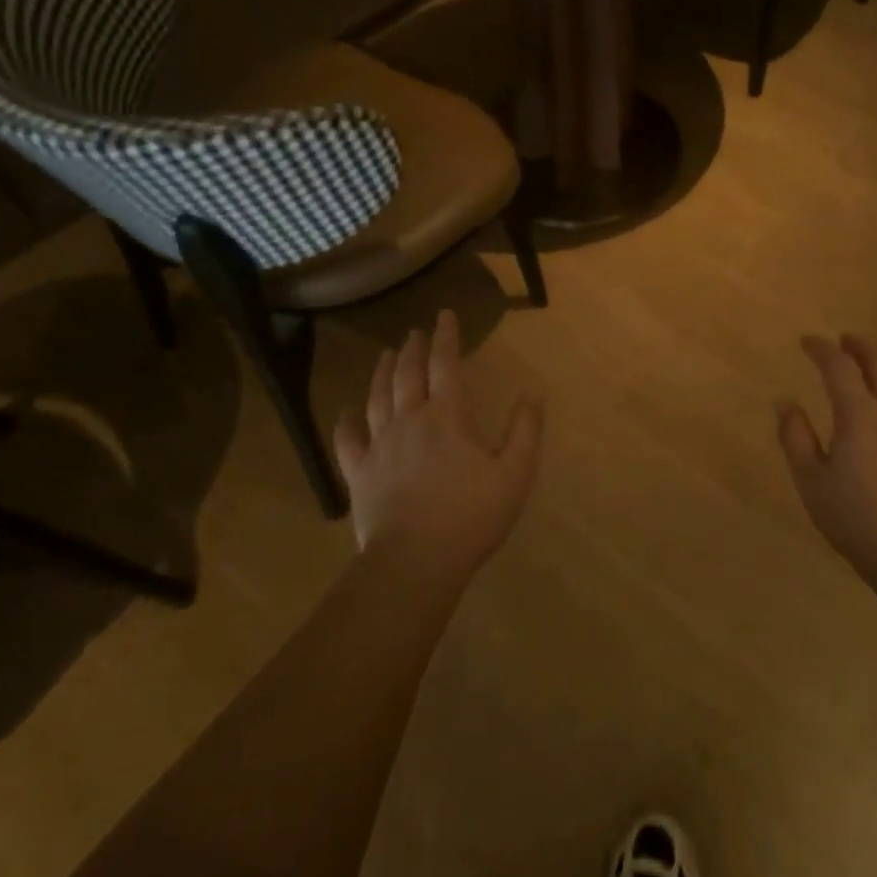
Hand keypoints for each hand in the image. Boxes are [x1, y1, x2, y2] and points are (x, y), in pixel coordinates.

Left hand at [333, 310, 543, 580]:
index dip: (446, 337)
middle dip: (413, 349)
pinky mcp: (360, 474)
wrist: (416, 561)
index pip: (445, 365)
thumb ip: (524, 429)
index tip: (444, 315)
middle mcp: (410, 421)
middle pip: (408, 375)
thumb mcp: (515, 473)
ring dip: (382, 372)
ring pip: (377, 398)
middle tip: (414, 332)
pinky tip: (345, 413)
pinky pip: (348, 441)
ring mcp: (380, 447)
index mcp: (448, 416)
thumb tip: (531, 393)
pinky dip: (346, 423)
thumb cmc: (471, 515)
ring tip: (385, 355)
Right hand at [777, 334, 876, 586]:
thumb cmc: (855, 518)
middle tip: (844, 340)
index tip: (806, 341)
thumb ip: (796, 437)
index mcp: (860, 414)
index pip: (839, 366)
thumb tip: (785, 401)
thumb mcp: (811, 480)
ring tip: (867, 366)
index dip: (821, 349)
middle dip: (859, 347)